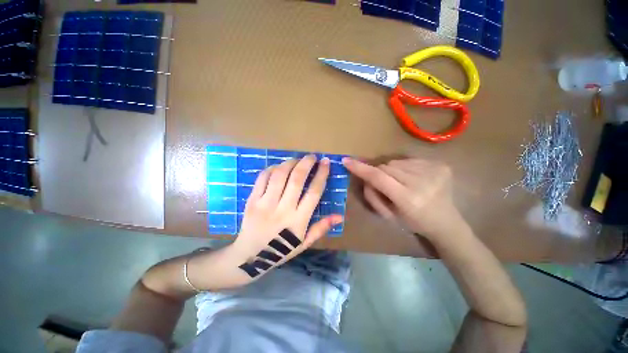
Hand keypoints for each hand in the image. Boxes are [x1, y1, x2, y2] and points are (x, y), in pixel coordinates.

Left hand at [230, 154, 342, 278]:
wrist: (249, 257)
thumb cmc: (280, 250)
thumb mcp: (304, 243)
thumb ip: (321, 228)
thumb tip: (339, 216)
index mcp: (298, 220)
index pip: (314, 192)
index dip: (322, 174)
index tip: (326, 163)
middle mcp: (283, 209)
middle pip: (297, 179)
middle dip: (307, 163)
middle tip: (312, 156)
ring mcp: (265, 204)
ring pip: (280, 175)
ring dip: (290, 163)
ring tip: (297, 160)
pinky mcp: (252, 200)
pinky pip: (263, 178)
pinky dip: (272, 168)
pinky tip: (278, 167)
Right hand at [342, 157, 463, 239]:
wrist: (446, 223)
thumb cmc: (413, 223)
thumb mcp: (388, 215)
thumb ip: (372, 196)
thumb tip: (365, 178)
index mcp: (408, 199)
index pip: (378, 177)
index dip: (360, 168)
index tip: (346, 161)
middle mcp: (422, 182)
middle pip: (386, 167)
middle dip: (379, 173)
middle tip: (385, 185)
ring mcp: (434, 171)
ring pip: (396, 162)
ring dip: (392, 170)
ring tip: (400, 182)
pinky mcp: (440, 165)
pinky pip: (409, 160)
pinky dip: (404, 167)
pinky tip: (412, 178)